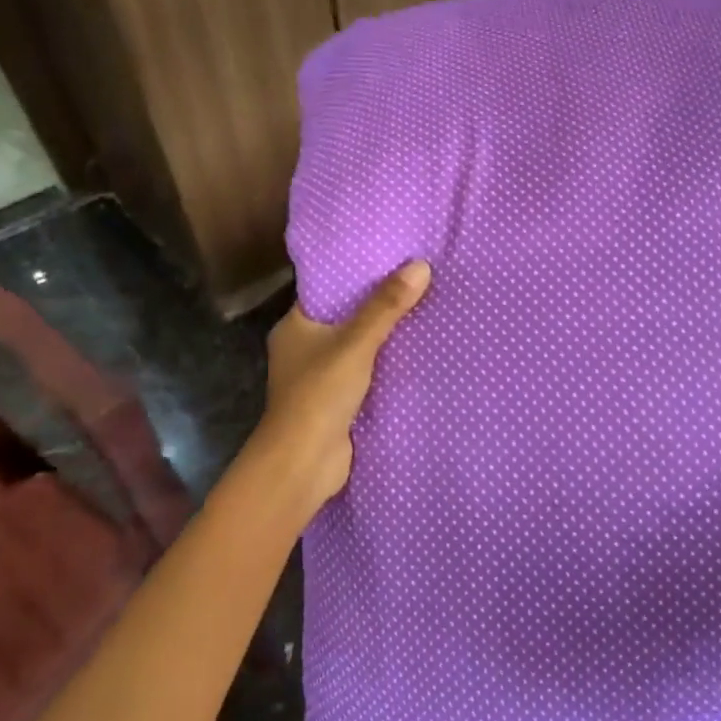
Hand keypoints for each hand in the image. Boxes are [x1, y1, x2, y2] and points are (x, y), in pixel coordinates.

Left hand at [249, 260, 432, 509]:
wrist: (305, 462)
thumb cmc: (320, 394)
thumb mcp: (356, 343)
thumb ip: (386, 307)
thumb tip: (420, 265)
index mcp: (295, 326)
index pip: (328, 291)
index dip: (358, 275)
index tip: (394, 258)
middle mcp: (303, 348)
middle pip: (347, 318)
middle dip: (379, 305)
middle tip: (418, 281)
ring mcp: (319, 377)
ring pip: (358, 347)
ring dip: (385, 337)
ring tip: (425, 309)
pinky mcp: (337, 401)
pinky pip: (366, 373)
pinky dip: (386, 365)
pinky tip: (417, 351)